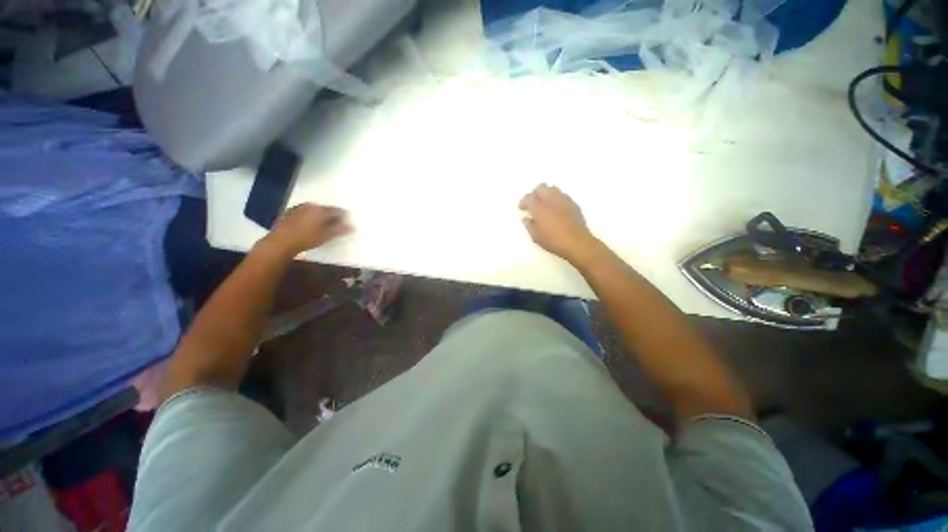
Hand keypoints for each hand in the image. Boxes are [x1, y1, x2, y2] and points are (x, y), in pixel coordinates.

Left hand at [266, 203, 352, 254]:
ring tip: (324, 224)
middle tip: (337, 223)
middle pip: (325, 208)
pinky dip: (311, 217)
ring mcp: (299, 208)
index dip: (344, 215)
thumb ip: (340, 229)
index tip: (349, 221)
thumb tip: (353, 226)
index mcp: (321, 209)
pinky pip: (305, 213)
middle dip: (332, 215)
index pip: (337, 210)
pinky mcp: (290, 213)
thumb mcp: (327, 235)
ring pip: (314, 210)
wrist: (281, 241)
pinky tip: (310, 225)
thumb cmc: (307, 238)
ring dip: (321, 216)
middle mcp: (310, 205)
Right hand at [519, 184, 598, 263]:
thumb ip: (529, 225)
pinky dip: (556, 199)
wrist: (577, 243)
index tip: (522, 209)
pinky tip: (556, 209)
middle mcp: (551, 199)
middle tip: (533, 204)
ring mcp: (564, 200)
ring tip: (544, 205)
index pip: (528, 197)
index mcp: (539, 207)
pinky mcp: (573, 204)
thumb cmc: (553, 241)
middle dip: (535, 194)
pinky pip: (562, 195)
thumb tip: (526, 218)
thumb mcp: (536, 237)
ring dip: (546, 194)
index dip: (523, 202)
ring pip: (552, 189)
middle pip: (541, 187)